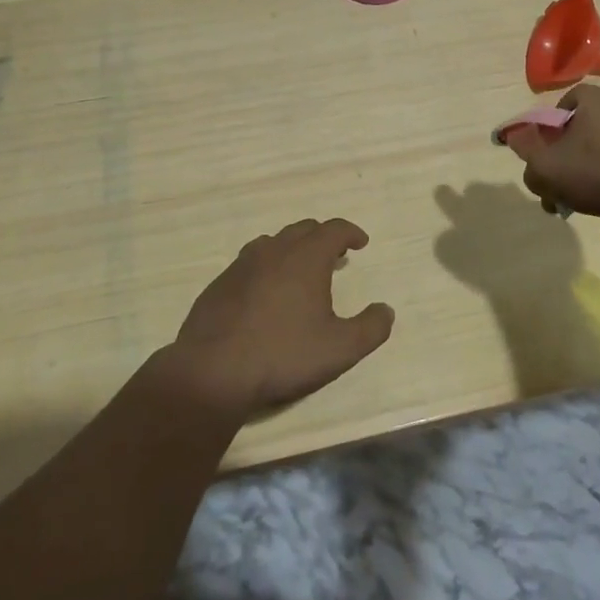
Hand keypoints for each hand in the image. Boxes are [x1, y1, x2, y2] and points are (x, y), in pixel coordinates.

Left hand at [174, 218, 392, 414]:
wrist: (214, 370)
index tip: (360, 242)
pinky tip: (266, 293)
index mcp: (306, 257)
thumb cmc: (283, 354)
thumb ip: (371, 328)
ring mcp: (242, 265)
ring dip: (293, 249)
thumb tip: (385, 310)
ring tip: (301, 270)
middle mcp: (274, 251)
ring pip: (274, 242)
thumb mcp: (340, 349)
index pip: (334, 229)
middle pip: (303, 229)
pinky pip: (250, 263)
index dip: (351, 232)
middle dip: (323, 238)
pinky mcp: (220, 284)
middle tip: (336, 255)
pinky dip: (267, 267)